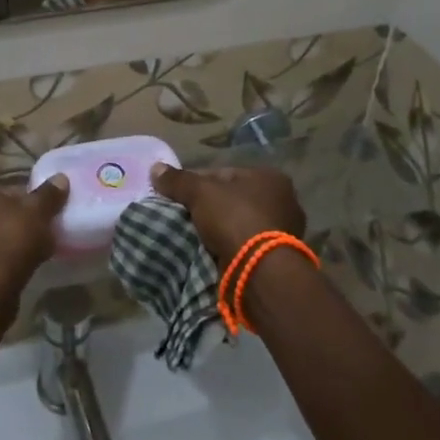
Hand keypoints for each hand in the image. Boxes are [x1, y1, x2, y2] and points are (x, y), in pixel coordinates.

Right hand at [151, 164, 305, 269]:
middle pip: (232, 199)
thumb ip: (177, 180)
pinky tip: (211, 253)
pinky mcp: (279, 258)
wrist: (260, 271)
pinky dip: (230, 248)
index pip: (223, 174)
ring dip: (220, 230)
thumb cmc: (234, 219)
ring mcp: (284, 231)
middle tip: (184, 217)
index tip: (177, 196)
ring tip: (195, 237)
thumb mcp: (200, 193)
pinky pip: (246, 245)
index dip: (196, 183)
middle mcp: (283, 200)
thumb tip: (155, 168)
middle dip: (209, 208)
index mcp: (269, 177)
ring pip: (239, 224)